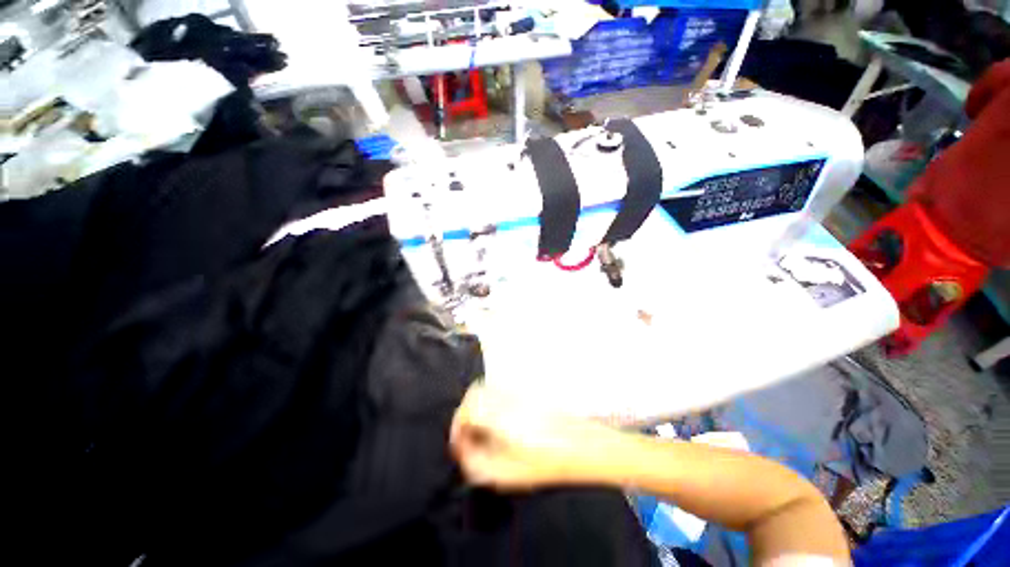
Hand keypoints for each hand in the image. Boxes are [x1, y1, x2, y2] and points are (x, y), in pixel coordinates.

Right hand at [449, 383, 615, 489]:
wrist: (581, 445)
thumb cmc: (545, 463)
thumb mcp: (505, 474)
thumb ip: (476, 462)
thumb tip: (463, 449)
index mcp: (499, 416)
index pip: (467, 410)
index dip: (457, 428)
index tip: (459, 445)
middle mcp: (505, 397)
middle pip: (474, 393)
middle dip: (465, 413)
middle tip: (467, 435)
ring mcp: (516, 391)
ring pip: (487, 389)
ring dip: (477, 406)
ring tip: (481, 428)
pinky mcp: (525, 391)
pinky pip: (499, 390)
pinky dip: (490, 401)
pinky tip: (498, 421)